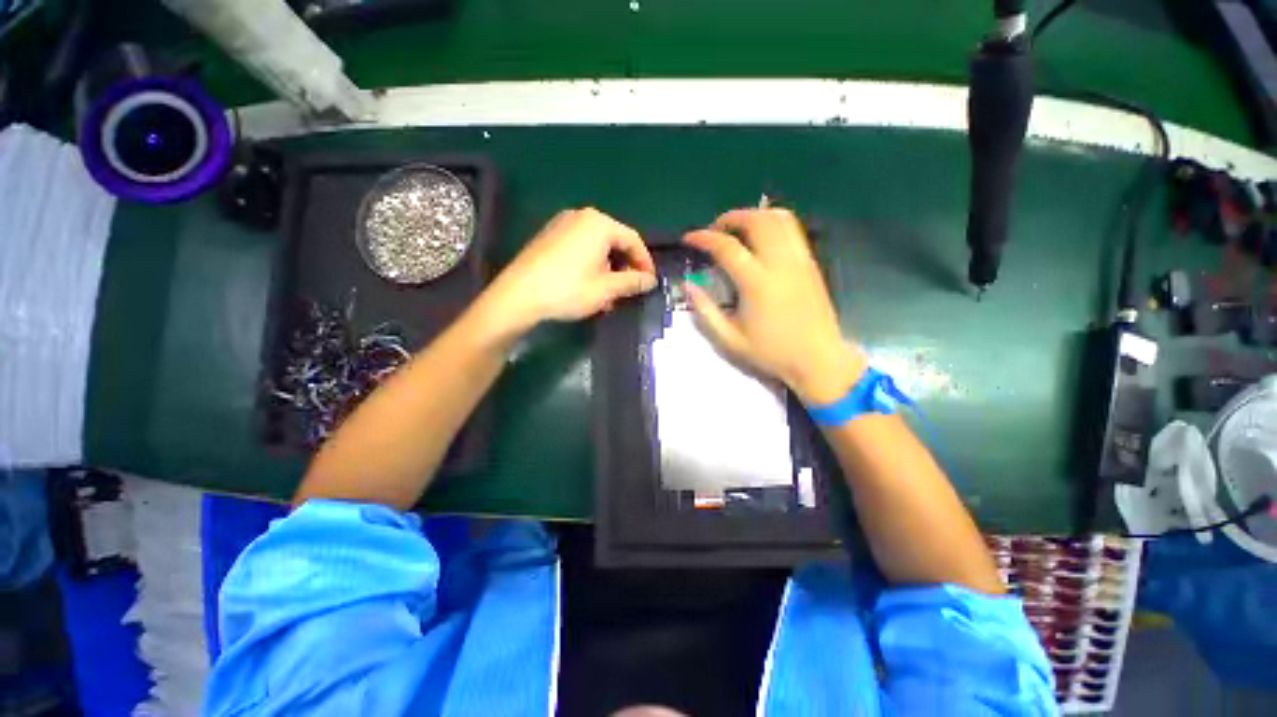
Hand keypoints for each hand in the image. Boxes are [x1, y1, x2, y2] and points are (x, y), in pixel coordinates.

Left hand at [484, 208, 656, 333]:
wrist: (518, 296)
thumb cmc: (568, 290)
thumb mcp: (606, 289)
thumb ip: (632, 282)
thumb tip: (650, 280)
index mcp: (599, 224)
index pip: (633, 240)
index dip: (645, 262)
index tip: (649, 282)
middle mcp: (581, 217)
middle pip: (614, 241)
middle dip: (625, 267)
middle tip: (628, 290)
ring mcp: (562, 224)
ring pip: (597, 245)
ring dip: (608, 269)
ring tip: (608, 293)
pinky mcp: (549, 236)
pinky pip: (580, 247)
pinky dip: (591, 264)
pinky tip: (589, 285)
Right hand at [684, 208, 865, 403]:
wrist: (818, 359)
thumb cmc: (771, 352)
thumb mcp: (730, 339)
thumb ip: (705, 310)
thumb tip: (688, 285)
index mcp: (757, 283)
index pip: (727, 247)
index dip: (703, 238)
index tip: (688, 238)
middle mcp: (780, 264)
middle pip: (756, 220)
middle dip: (731, 217)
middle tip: (715, 230)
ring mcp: (800, 260)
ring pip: (779, 218)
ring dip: (753, 215)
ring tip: (737, 229)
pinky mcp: (811, 263)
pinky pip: (792, 229)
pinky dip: (772, 223)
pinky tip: (761, 239)